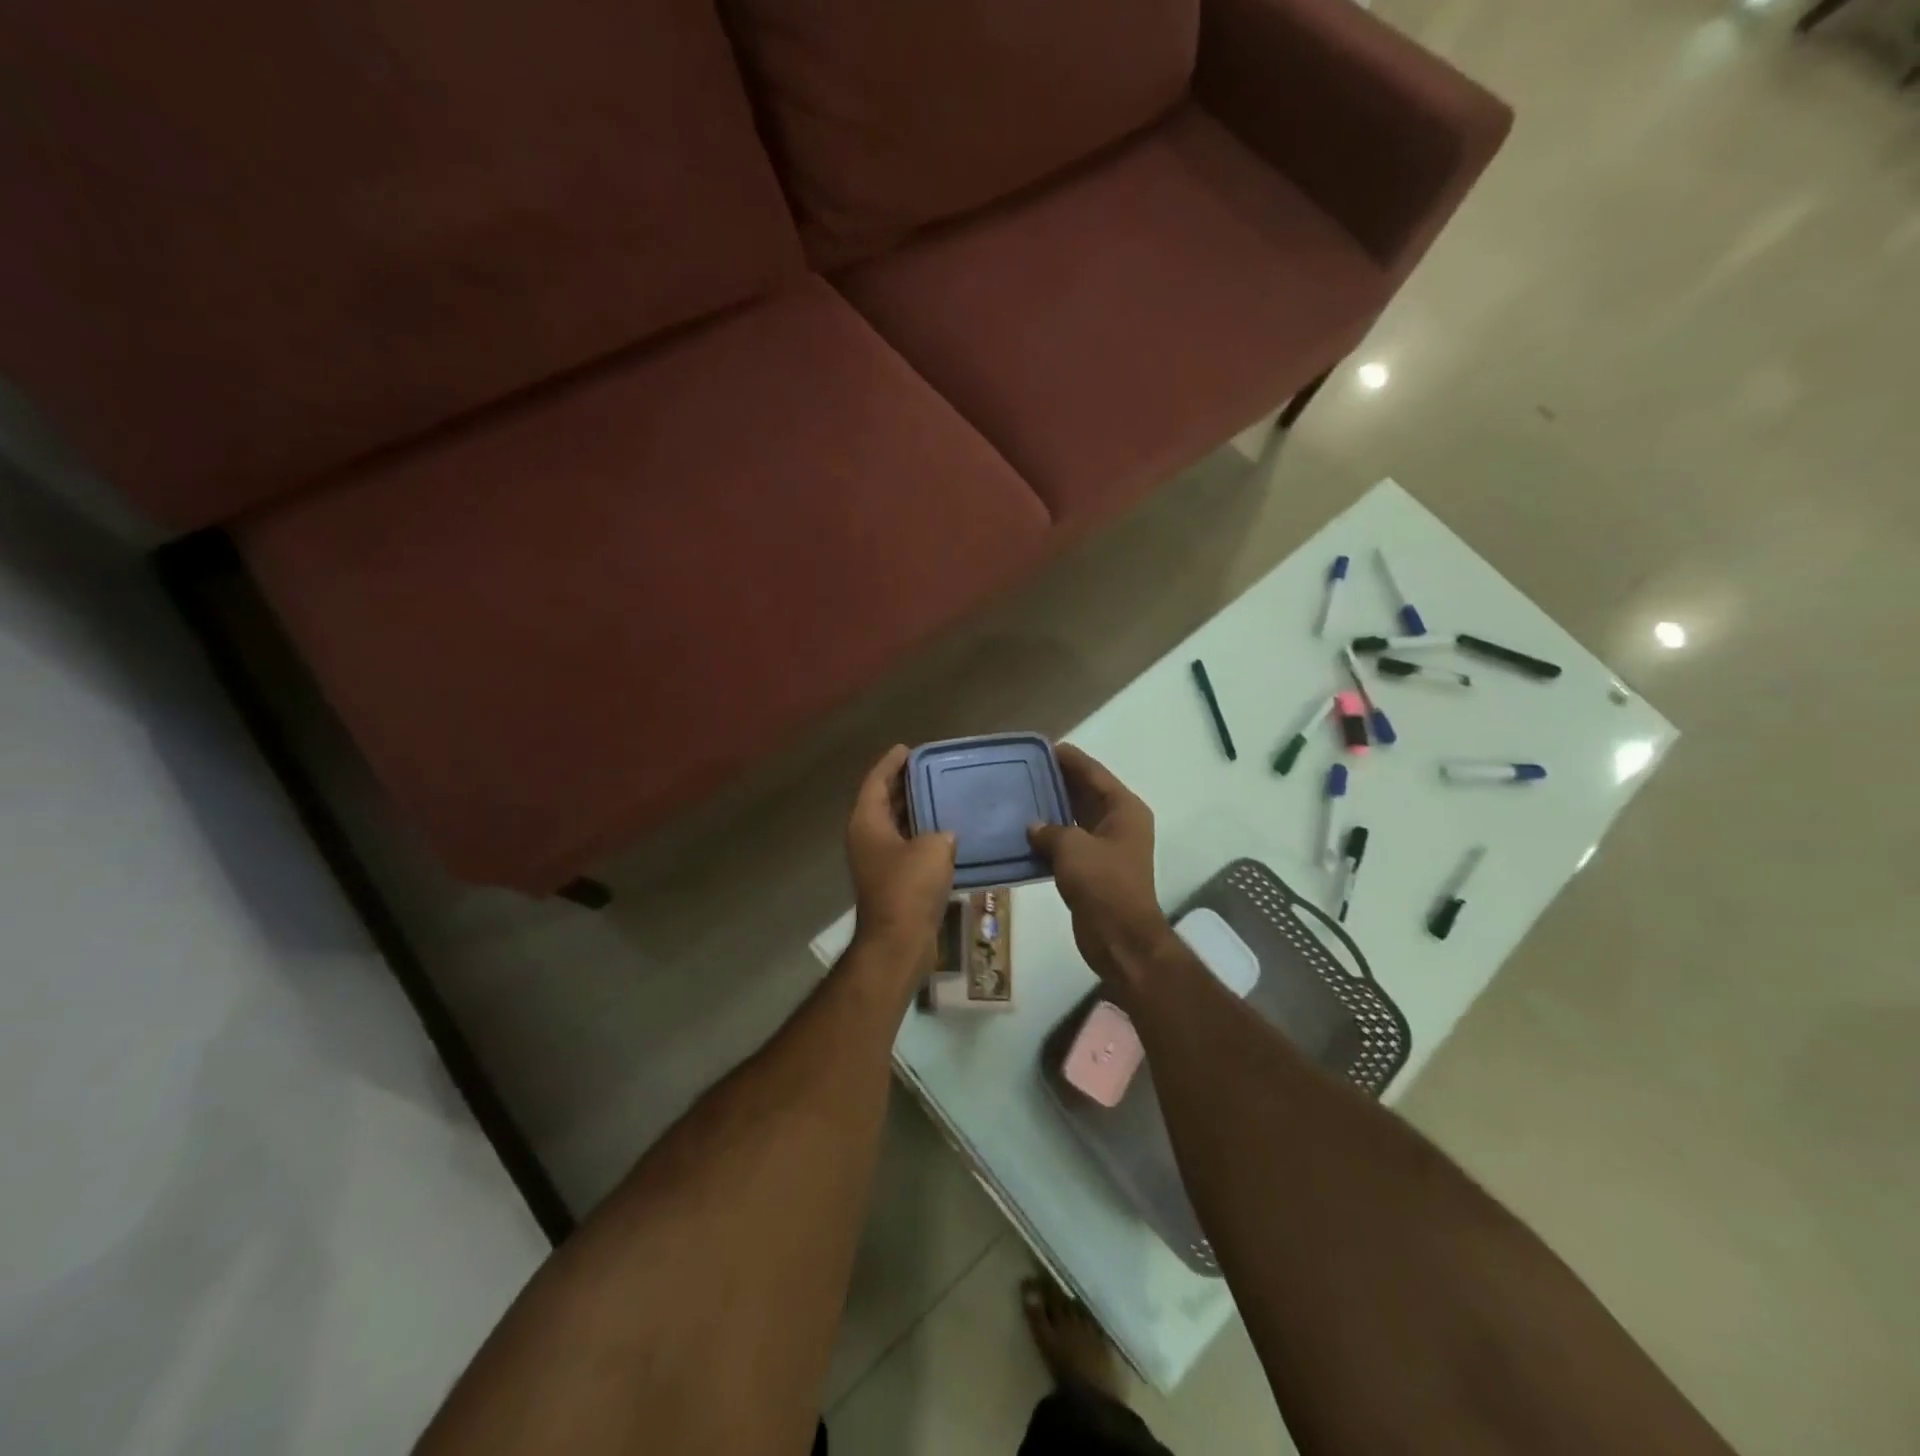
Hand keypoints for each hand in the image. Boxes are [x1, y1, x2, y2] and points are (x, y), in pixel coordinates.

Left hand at [846, 745, 956, 957]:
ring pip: (895, 825)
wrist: (899, 941)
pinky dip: (921, 835)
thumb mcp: (934, 848)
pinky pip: (905, 846)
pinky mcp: (891, 880)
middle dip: (904, 784)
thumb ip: (940, 832)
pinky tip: (946, 832)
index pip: (876, 781)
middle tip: (930, 769)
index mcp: (867, 822)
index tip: (909, 748)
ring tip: (941, 793)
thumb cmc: (910, 887)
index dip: (891, 763)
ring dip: (914, 810)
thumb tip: (944, 836)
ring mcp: (877, 861)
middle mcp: (866, 838)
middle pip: (883, 801)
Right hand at [1027, 745, 1173, 987]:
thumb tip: (1034, 827)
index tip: (1042, 747)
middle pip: (1086, 792)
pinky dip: (1051, 836)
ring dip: (1052, 809)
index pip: (1094, 773)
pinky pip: (1070, 842)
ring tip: (1019, 796)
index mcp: (1124, 809)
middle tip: (1023, 770)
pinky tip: (1025, 832)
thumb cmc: (1102, 883)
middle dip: (1057, 782)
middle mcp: (1119, 822)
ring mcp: (1108, 847)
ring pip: (1076, 818)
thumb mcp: (1072, 847)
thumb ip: (1050, 829)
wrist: (1120, 938)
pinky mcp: (1094, 869)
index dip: (1069, 758)